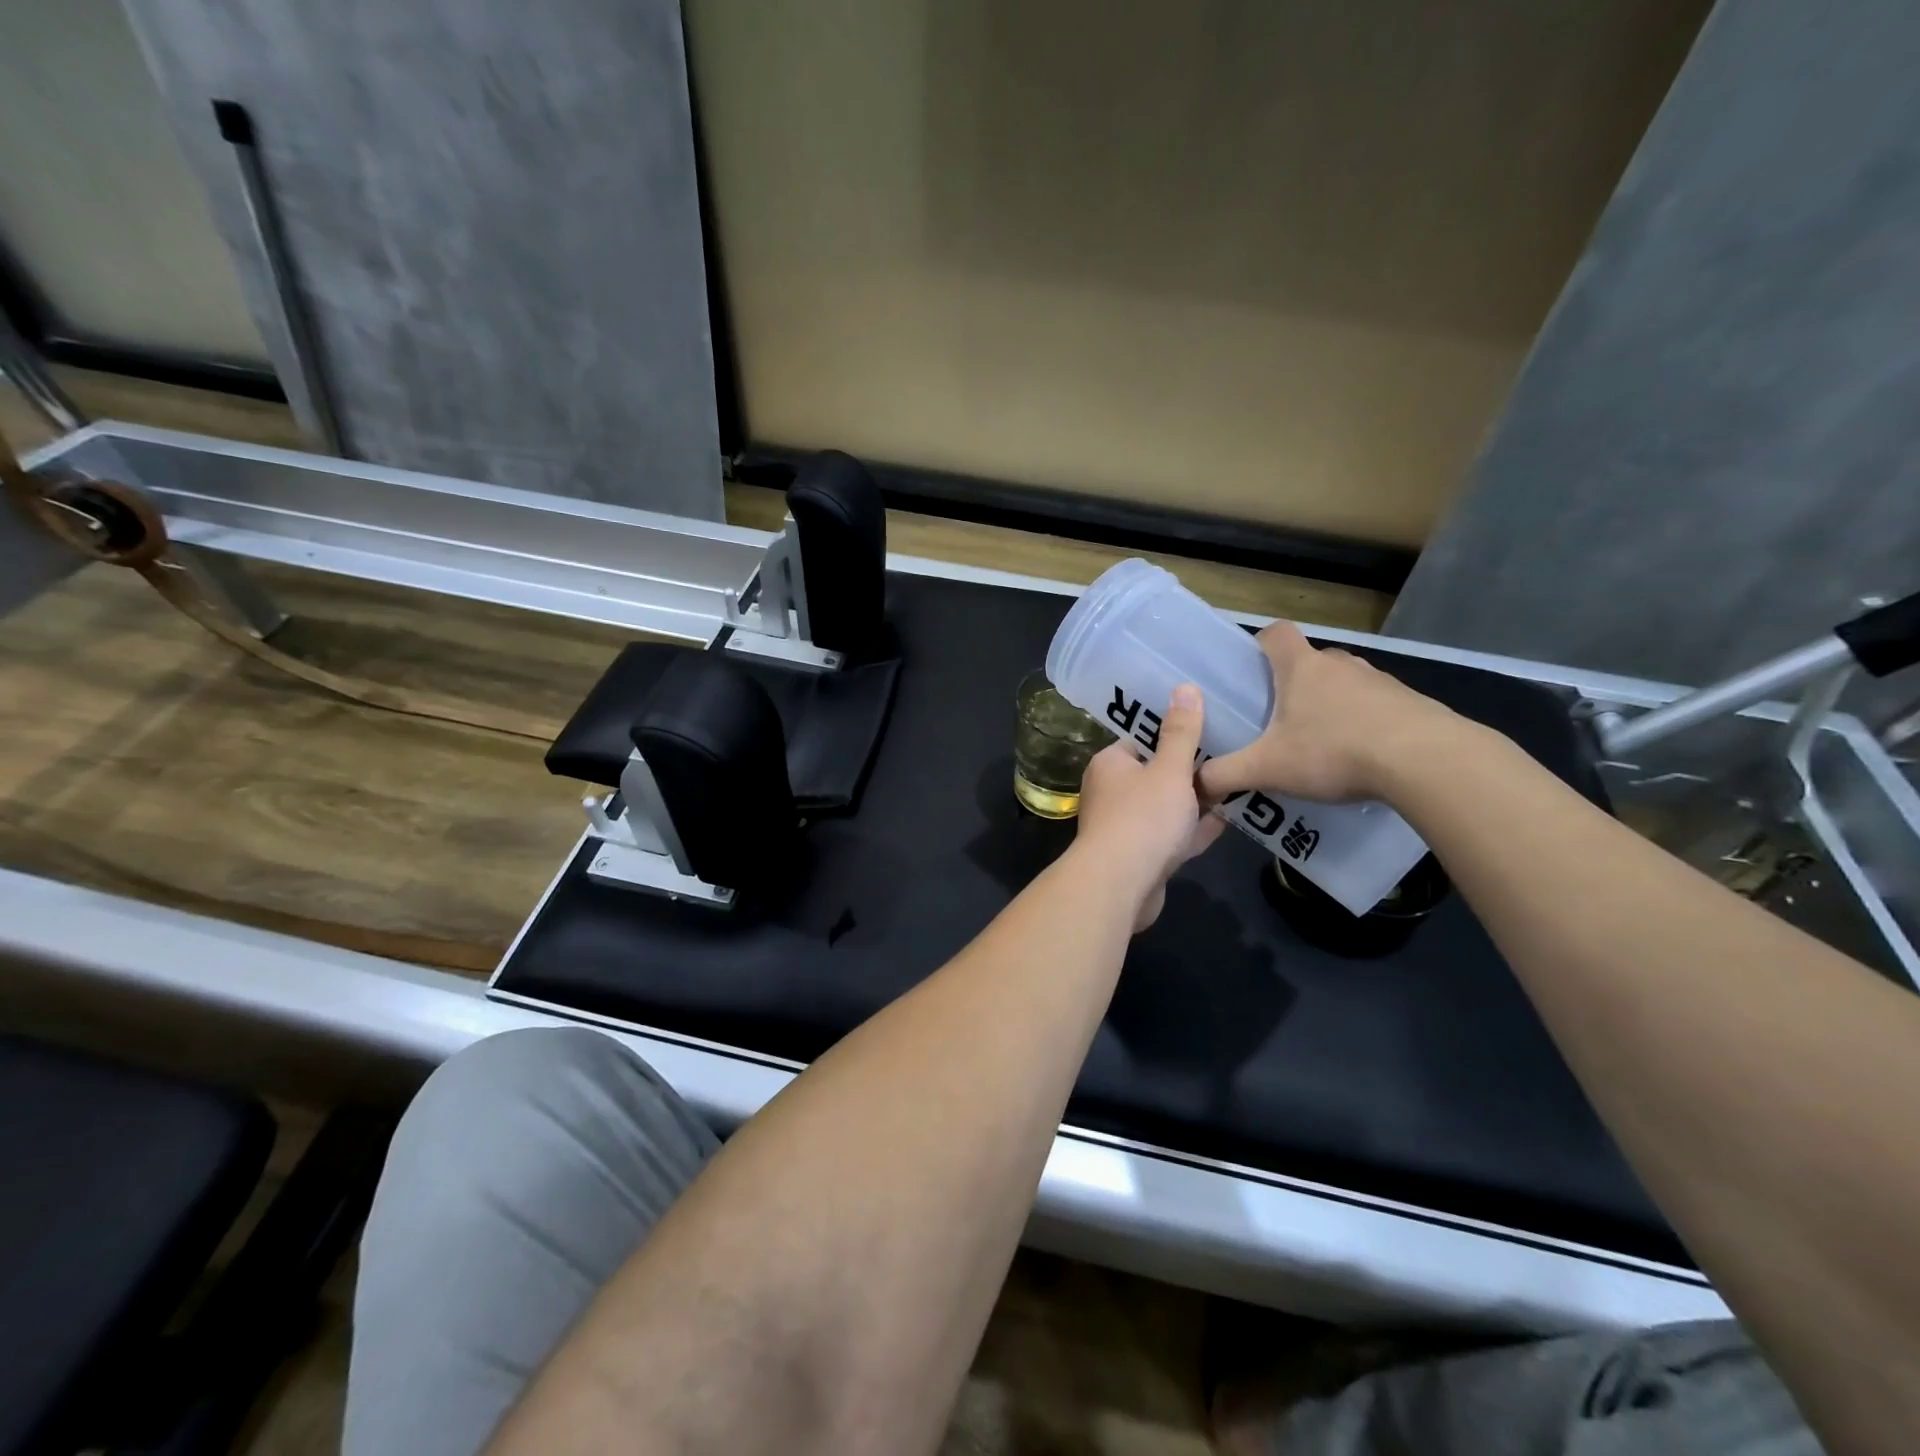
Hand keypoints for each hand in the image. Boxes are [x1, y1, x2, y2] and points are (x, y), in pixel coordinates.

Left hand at [1075, 684, 1224, 930]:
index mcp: (1110, 765)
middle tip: (1227, 755)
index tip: (1204, 728)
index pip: (1139, 740)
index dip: (1169, 734)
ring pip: (1164, 809)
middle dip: (1187, 770)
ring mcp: (1124, 829)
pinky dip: (1193, 830)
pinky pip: (1171, 838)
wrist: (1121, 886)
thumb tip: (1185, 687)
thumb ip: (1181, 732)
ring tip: (1232, 785)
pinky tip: (1225, 821)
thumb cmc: (1143, 817)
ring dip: (1193, 802)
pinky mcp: (1140, 859)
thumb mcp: (1169, 769)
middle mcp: (1111, 794)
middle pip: (1154, 775)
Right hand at [1197, 622, 1461, 804]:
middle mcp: (1340, 664)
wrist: (1426, 760)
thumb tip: (1193, 784)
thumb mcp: (1267, 768)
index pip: (1276, 633)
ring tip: (1321, 743)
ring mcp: (1380, 681)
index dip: (1260, 643)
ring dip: (1332, 704)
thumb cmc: (1334, 750)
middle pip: (1310, 660)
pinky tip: (1362, 757)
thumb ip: (1225, 774)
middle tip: (1280, 719)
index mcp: (1301, 668)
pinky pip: (1377, 705)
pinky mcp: (1410, 703)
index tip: (1252, 668)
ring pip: (1345, 683)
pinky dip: (1365, 723)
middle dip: (1294, 683)